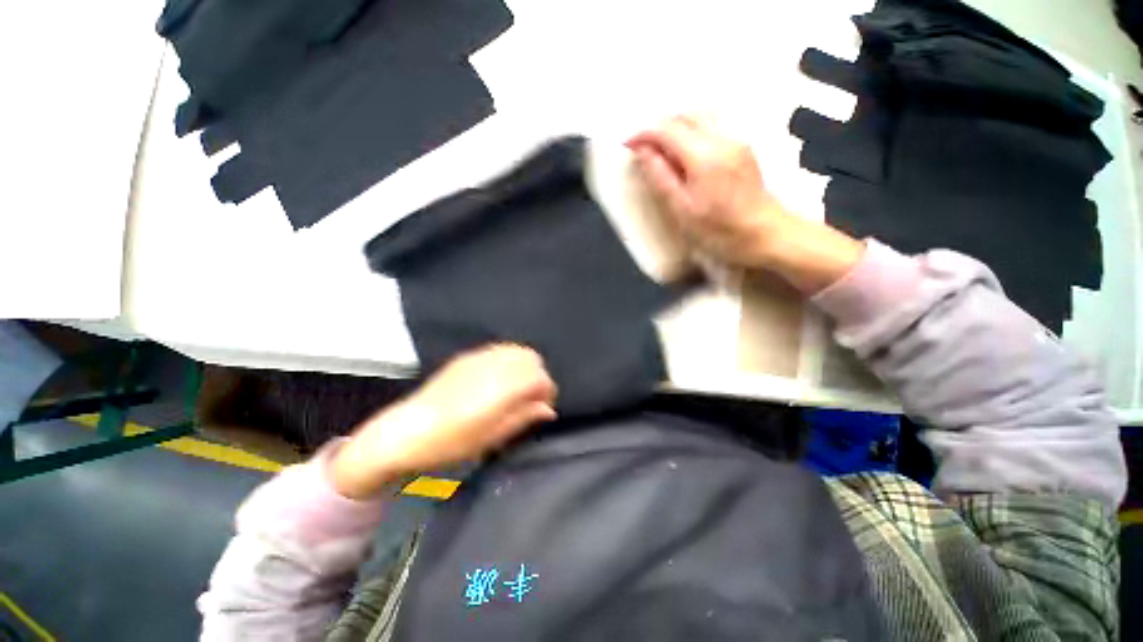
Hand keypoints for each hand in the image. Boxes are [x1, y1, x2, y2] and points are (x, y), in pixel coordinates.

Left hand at [331, 344, 556, 499]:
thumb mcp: (492, 437)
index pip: (540, 378)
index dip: (547, 391)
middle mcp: (495, 365)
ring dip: (524, 366)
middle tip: (529, 398)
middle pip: (532, 358)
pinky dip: (509, 360)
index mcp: (503, 387)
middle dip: (538, 376)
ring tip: (515, 388)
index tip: (542, 407)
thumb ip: (524, 417)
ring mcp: (480, 357)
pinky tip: (499, 378)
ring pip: (517, 350)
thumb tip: (548, 409)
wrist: (405, 431)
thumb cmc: (451, 442)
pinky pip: (500, 349)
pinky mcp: (468, 356)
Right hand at [628, 115, 864, 292]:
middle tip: (642, 148)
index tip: (627, 145)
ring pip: (700, 117)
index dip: (643, 134)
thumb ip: (661, 177)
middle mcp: (722, 138)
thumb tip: (643, 152)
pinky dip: (691, 132)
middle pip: (684, 116)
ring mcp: (737, 140)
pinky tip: (684, 153)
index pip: (667, 130)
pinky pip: (712, 127)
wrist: (767, 236)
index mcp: (703, 156)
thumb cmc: (720, 232)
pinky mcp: (744, 148)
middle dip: (659, 127)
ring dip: (675, 127)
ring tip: (660, 150)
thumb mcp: (682, 210)